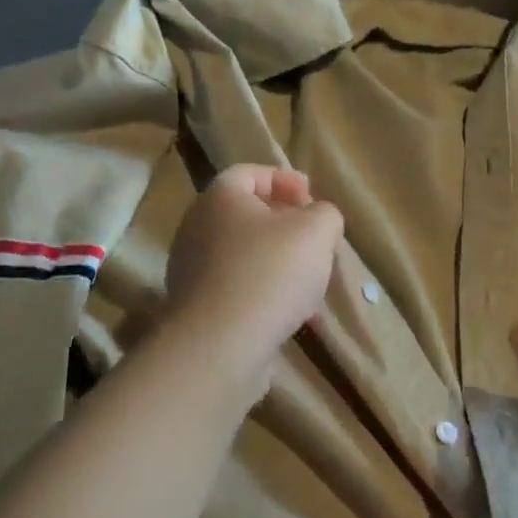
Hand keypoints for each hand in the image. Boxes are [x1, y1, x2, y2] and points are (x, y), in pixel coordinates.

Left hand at [163, 165, 343, 397]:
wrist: (221, 344)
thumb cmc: (270, 272)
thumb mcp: (317, 230)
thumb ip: (325, 214)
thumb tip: (319, 219)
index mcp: (220, 198)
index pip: (249, 173)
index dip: (284, 180)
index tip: (312, 199)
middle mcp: (197, 227)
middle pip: (247, 215)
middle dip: (286, 226)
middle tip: (315, 241)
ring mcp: (192, 269)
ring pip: (244, 254)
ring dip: (279, 263)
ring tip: (310, 283)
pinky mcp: (196, 307)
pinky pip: (236, 288)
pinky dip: (264, 292)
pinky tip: (291, 313)